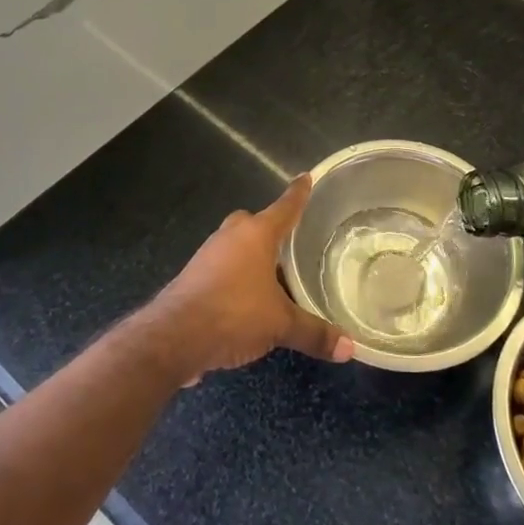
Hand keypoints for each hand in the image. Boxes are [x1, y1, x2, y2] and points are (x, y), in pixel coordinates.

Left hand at [153, 175, 353, 379]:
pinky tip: (247, 302)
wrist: (172, 337)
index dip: (298, 193)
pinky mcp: (193, 277)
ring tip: (274, 278)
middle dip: (271, 231)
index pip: (285, 207)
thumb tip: (350, 347)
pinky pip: (222, 268)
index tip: (306, 177)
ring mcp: (208, 254)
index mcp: (256, 234)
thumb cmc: (233, 314)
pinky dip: (236, 278)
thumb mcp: (280, 325)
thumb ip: (314, 333)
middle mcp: (231, 236)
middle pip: (256, 224)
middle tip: (292, 244)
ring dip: (252, 257)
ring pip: (237, 246)